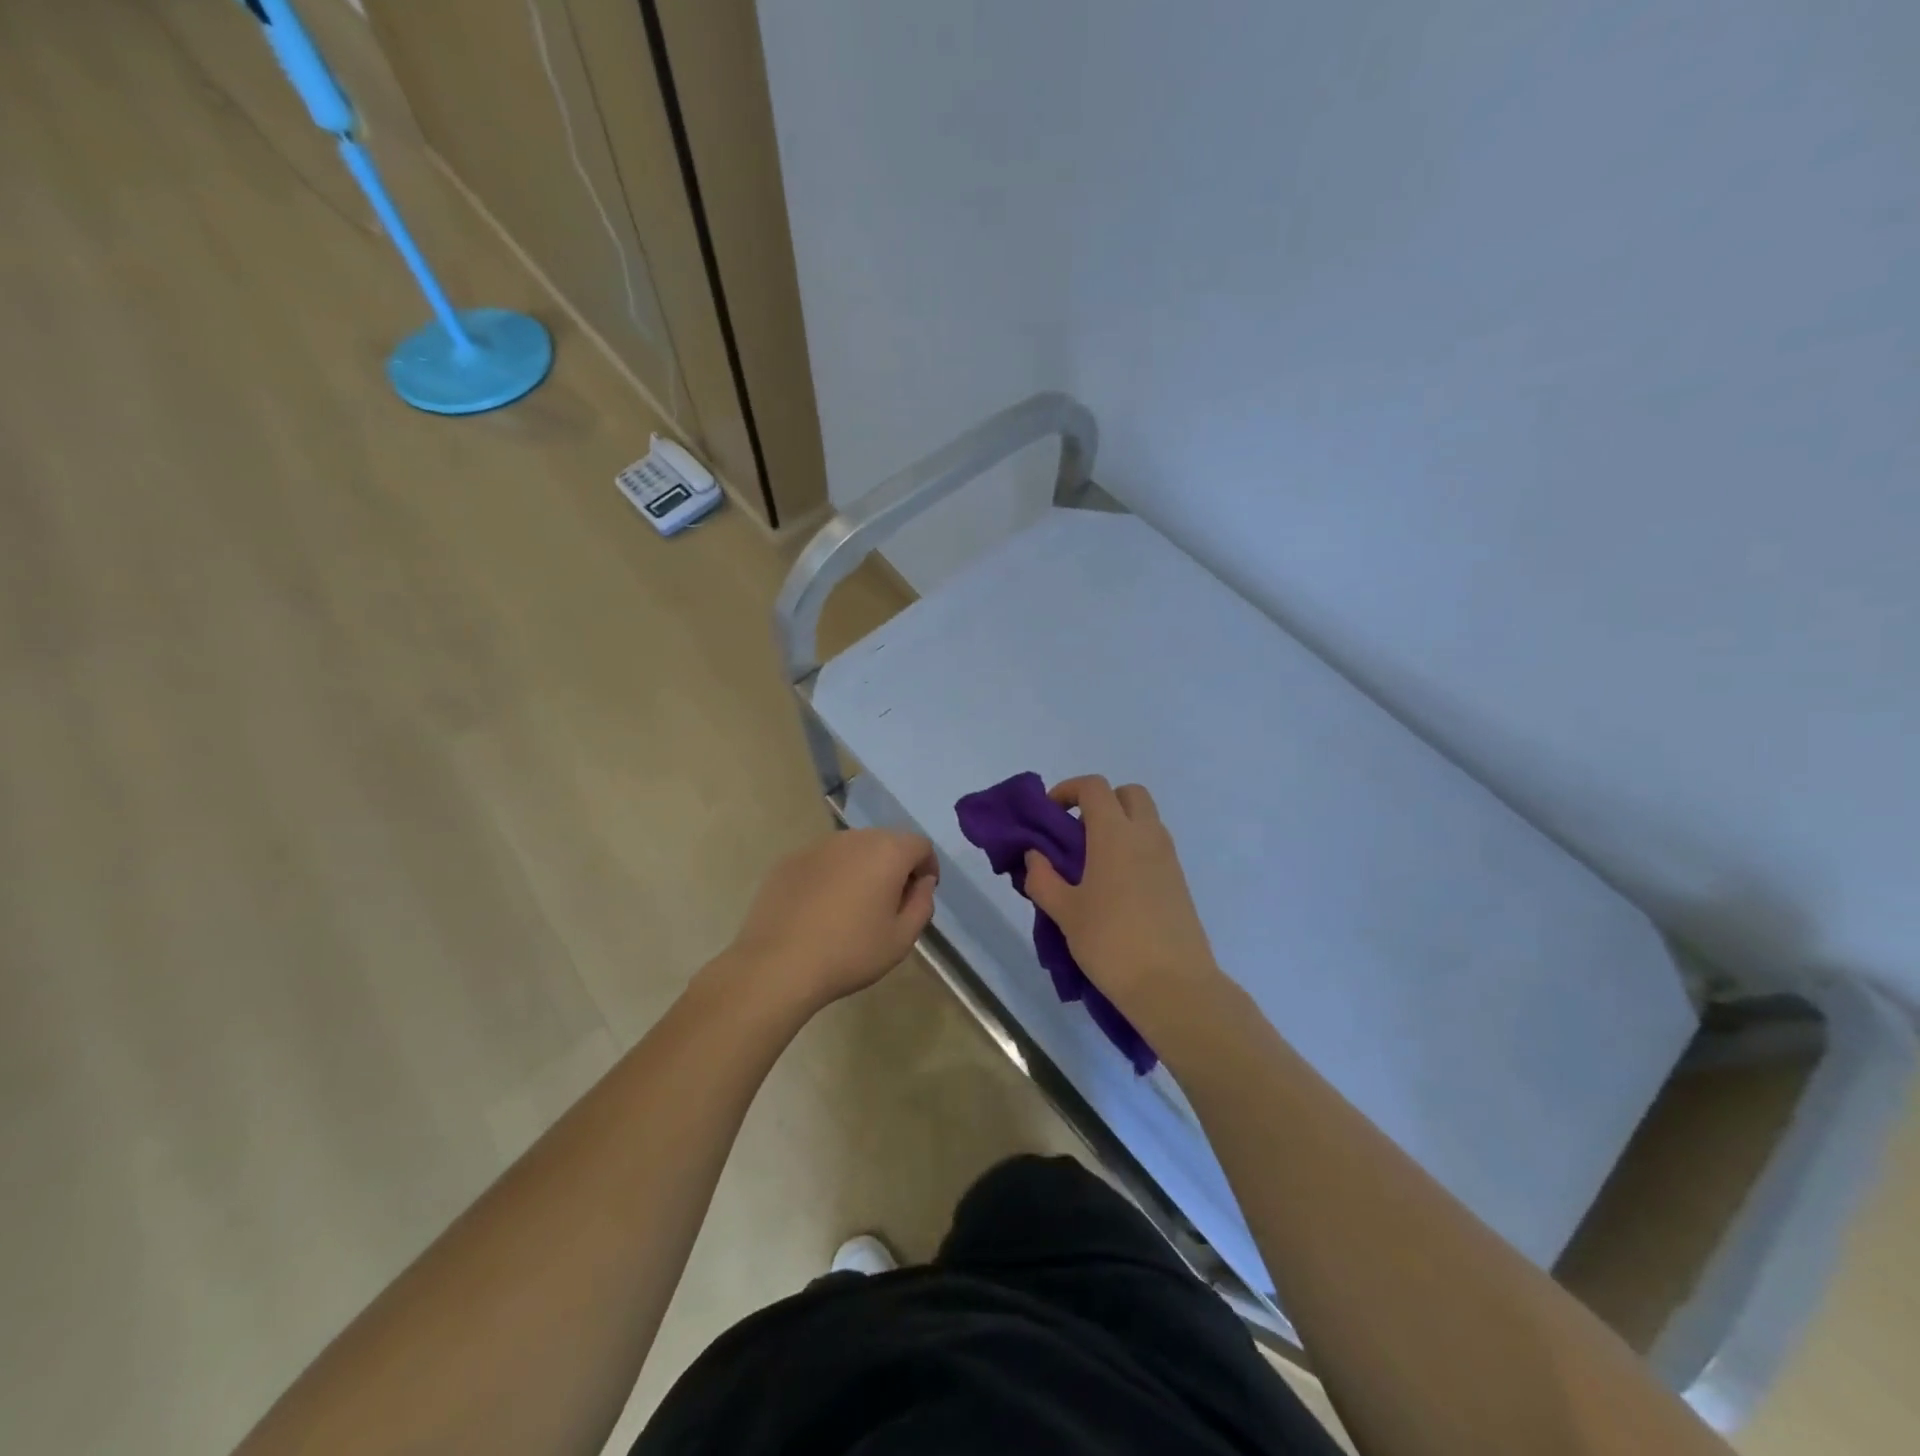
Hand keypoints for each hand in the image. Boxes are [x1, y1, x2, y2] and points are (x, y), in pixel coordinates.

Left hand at [724, 829, 937, 1012]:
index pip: (920, 845)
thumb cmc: (850, 952)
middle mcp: (853, 838)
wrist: (778, 964)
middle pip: (886, 842)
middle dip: (895, 865)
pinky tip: (821, 909)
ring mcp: (817, 846)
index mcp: (886, 852)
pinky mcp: (789, 860)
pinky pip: (823, 861)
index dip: (927, 867)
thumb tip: (922, 882)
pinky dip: (831, 876)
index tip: (920, 894)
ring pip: (852, 849)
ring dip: (862, 868)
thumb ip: (922, 904)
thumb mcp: (901, 938)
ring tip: (853, 906)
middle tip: (890, 902)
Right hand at [1022, 776, 1220, 1018]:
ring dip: (1119, 826)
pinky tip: (1115, 888)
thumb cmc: (1111, 943)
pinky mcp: (1179, 882)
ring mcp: (1168, 858)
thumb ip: (1043, 878)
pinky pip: (1155, 847)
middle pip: (1128, 794)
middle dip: (1101, 802)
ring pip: (1145, 820)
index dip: (1068, 790)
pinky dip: (1134, 849)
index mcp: (1115, 834)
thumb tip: (1035, 856)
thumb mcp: (1065, 912)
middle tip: (1076, 834)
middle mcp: (1146, 836)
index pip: (1094, 787)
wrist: (1173, 986)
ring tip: (1092, 864)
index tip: (1050, 814)